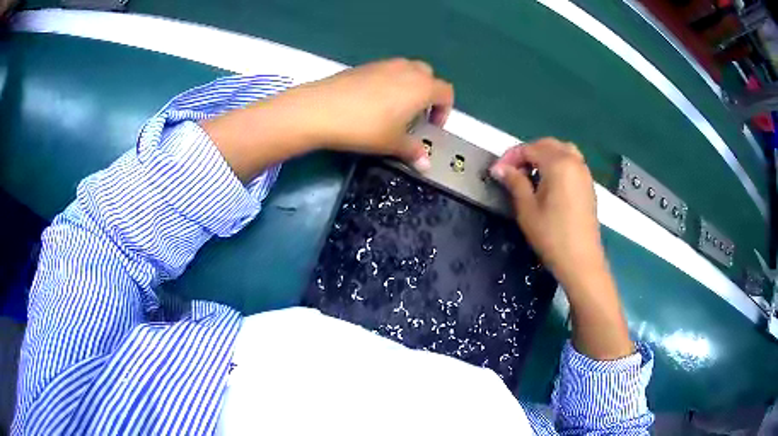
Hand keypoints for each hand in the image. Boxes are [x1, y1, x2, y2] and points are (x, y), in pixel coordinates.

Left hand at [274, 58, 453, 169]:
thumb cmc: (365, 127)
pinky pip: (387, 71)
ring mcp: (384, 64)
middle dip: (428, 94)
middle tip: (416, 116)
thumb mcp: (392, 143)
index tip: (432, 127)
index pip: (446, 92)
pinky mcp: (364, 65)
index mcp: (422, 87)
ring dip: (409, 87)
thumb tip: (426, 165)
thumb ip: (413, 151)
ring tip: (394, 109)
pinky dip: (389, 83)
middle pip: (429, 76)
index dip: (445, 111)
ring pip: (407, 70)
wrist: (321, 109)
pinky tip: (372, 103)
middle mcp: (407, 70)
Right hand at [490, 139, 633, 359]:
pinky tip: (548, 182)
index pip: (529, 149)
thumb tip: (499, 168)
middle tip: (512, 171)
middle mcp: (574, 162)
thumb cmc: (552, 236)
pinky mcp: (588, 185)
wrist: (581, 261)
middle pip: (547, 144)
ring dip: (543, 155)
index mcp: (558, 164)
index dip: (510, 157)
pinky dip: (557, 163)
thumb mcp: (527, 209)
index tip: (497, 172)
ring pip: (562, 151)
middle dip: (527, 153)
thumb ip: (515, 182)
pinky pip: (572, 162)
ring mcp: (584, 173)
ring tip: (530, 173)